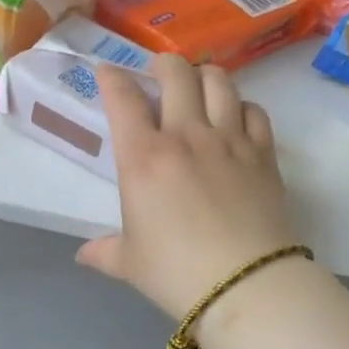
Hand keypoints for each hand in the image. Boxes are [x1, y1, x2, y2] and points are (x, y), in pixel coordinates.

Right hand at [77, 55, 296, 320]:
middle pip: (176, 73)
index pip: (122, 97)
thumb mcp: (131, 263)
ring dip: (204, 77)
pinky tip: (236, 119)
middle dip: (163, 64)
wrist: (247, 285)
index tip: (107, 73)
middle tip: (158, 74)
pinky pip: (254, 111)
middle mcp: (186, 135)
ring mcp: (229, 140)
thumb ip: (105, 251)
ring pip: (220, 82)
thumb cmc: (176, 273)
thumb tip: (84, 255)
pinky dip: (242, 107)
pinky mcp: (263, 153)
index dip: (111, 77)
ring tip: (198, 86)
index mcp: (143, 156)